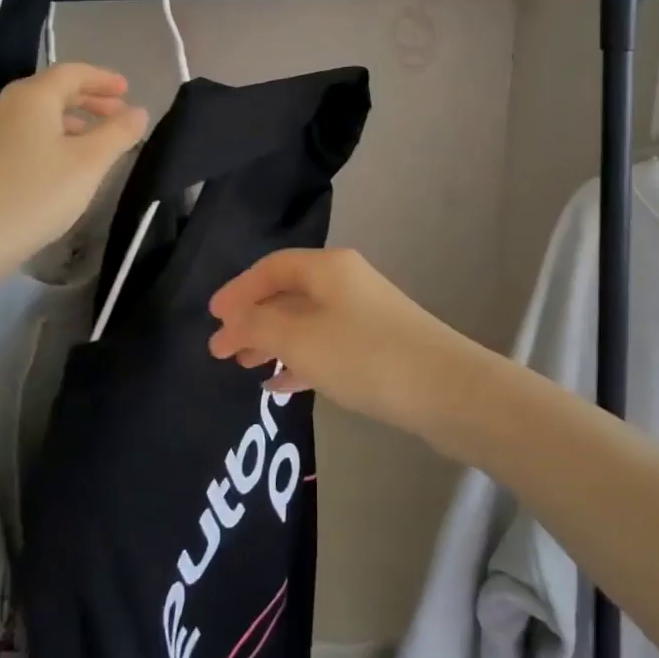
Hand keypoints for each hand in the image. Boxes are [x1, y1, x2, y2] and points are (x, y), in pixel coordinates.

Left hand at [0, 63, 147, 279]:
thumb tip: (138, 111)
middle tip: (118, 114)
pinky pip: (23, 137)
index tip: (128, 90)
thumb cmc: (33, 194)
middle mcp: (4, 107)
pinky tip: (61, 167)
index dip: (103, 78)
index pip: (72, 72)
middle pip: (52, 91)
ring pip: (37, 117)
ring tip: (96, 143)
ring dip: (71, 122)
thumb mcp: (88, 164)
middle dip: (89, 100)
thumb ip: (118, 133)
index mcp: (31, 97)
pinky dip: (50, 140)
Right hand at [207, 248, 497, 442]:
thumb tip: (233, 322)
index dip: (238, 290)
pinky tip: (282, 386)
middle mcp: (346, 282)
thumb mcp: (300, 340)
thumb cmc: (365, 356)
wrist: (446, 389)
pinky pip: (326, 346)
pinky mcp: (377, 346)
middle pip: (287, 294)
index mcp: (328, 268)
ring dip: (273, 342)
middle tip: (222, 350)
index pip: (271, 268)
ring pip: (306, 322)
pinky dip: (300, 361)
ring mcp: (364, 314)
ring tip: (246, 368)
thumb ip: (259, 327)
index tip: (211, 318)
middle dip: (252, 320)